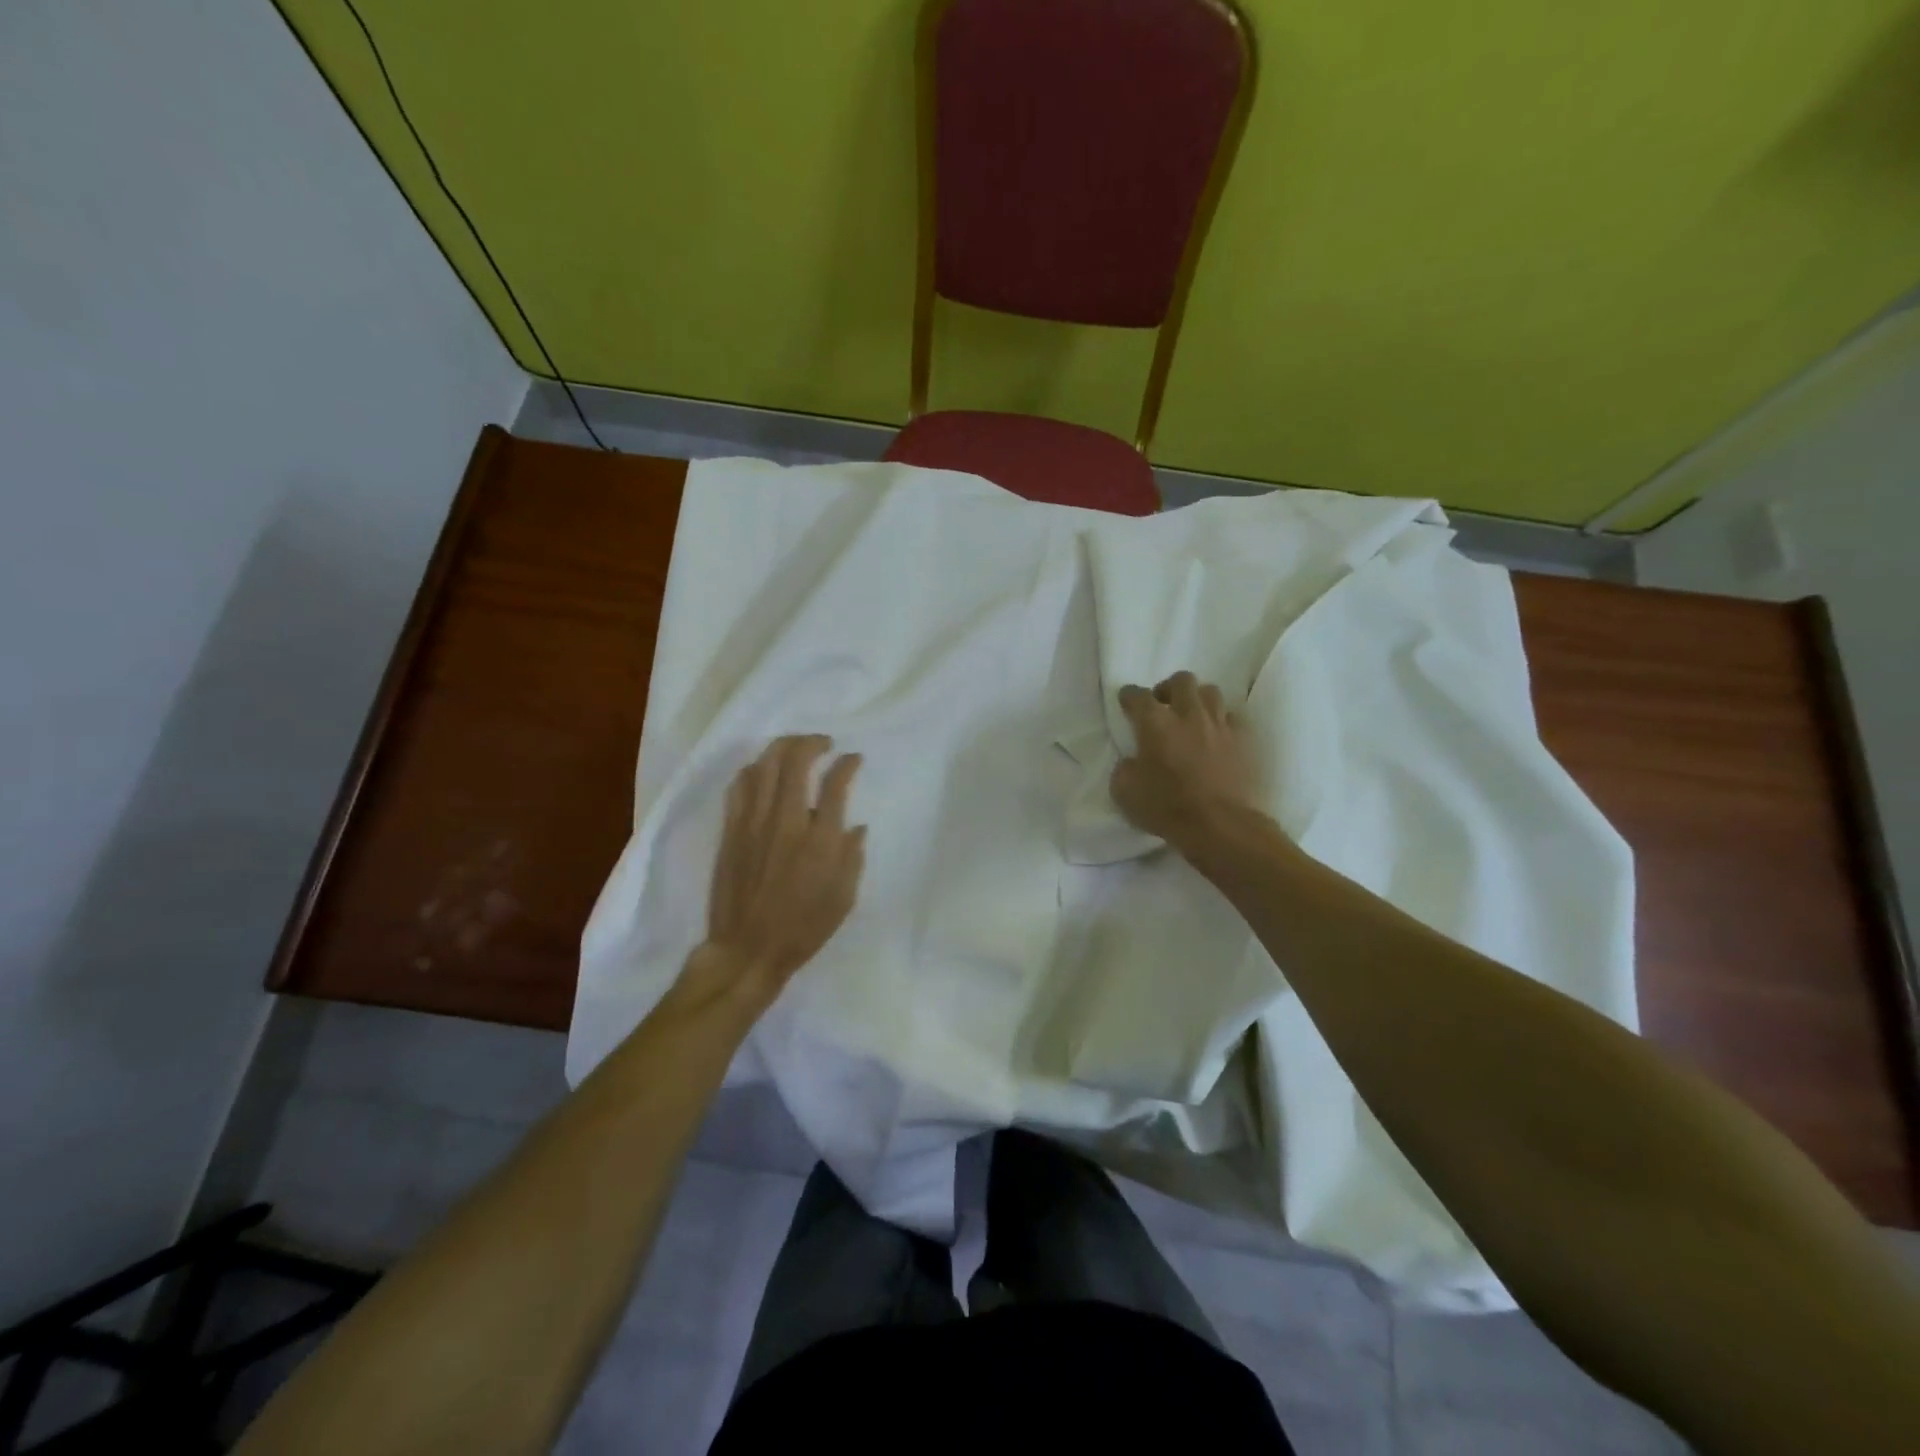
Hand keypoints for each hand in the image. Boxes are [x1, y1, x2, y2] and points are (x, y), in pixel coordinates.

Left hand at [690, 735, 865, 1008]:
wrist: (748, 949)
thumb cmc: (803, 928)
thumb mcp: (844, 898)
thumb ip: (852, 856)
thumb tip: (856, 826)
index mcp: (820, 840)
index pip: (835, 783)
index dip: (848, 763)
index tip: (853, 759)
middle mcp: (787, 822)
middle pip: (796, 760)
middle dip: (813, 742)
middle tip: (823, 744)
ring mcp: (754, 823)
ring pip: (765, 765)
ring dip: (782, 747)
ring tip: (795, 748)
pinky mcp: (732, 830)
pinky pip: (740, 786)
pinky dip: (755, 770)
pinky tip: (763, 772)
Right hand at [1111, 672, 1255, 848]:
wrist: (1220, 826)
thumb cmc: (1167, 809)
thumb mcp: (1124, 793)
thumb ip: (1124, 768)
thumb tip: (1131, 761)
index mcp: (1154, 723)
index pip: (1137, 695)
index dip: (1129, 696)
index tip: (1126, 702)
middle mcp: (1188, 714)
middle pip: (1181, 680)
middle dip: (1168, 688)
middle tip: (1162, 706)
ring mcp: (1219, 725)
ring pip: (1210, 692)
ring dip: (1197, 699)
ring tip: (1191, 717)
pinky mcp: (1243, 739)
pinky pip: (1231, 717)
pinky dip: (1221, 721)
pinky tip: (1215, 736)